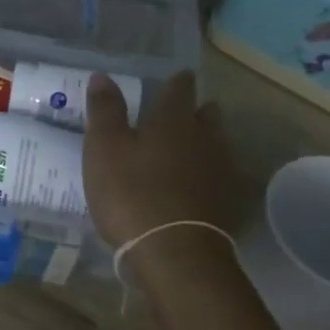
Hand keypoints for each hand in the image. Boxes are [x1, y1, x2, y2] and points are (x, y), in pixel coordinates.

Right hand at [82, 71, 234, 248]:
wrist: (174, 252)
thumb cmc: (131, 194)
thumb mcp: (104, 149)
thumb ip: (105, 111)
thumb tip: (103, 76)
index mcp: (173, 120)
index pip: (179, 89)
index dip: (176, 82)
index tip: (176, 78)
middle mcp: (204, 137)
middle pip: (206, 115)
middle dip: (196, 111)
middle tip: (183, 113)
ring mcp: (220, 171)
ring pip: (215, 145)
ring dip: (204, 143)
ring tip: (188, 148)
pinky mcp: (226, 202)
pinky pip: (218, 177)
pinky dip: (207, 175)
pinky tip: (197, 185)